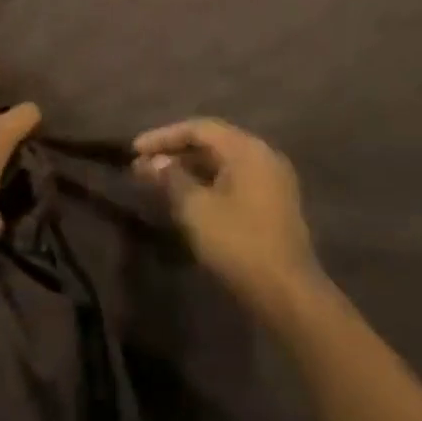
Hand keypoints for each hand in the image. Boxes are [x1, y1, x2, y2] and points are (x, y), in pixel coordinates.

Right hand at [133, 119, 320, 318]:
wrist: (286, 292)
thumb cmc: (238, 243)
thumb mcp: (196, 209)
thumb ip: (171, 178)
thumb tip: (152, 161)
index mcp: (247, 149)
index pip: (199, 128)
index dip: (163, 136)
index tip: (134, 150)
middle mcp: (263, 155)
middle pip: (213, 142)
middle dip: (175, 151)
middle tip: (143, 165)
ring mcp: (272, 180)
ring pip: (223, 162)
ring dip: (190, 168)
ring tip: (158, 180)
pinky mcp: (273, 203)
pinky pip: (234, 179)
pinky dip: (208, 182)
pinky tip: (186, 197)